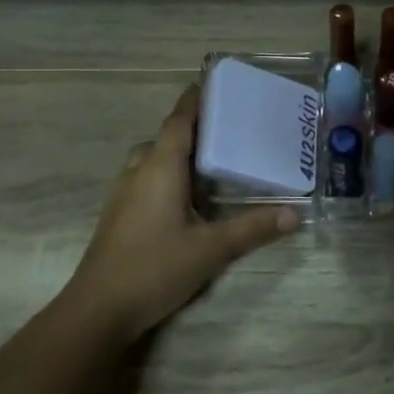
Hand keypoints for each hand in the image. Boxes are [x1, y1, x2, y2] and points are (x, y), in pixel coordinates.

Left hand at [64, 86, 299, 340]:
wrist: (98, 309)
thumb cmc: (155, 268)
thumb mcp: (212, 249)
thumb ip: (253, 228)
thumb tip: (295, 214)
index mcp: (160, 168)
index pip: (178, 121)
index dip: (194, 101)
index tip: (213, 83)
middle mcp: (138, 172)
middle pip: (165, 137)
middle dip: (191, 128)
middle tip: (226, 129)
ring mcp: (123, 194)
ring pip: (151, 159)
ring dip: (176, 153)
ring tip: (210, 161)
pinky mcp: (118, 215)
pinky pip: (145, 179)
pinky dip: (166, 174)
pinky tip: (187, 198)